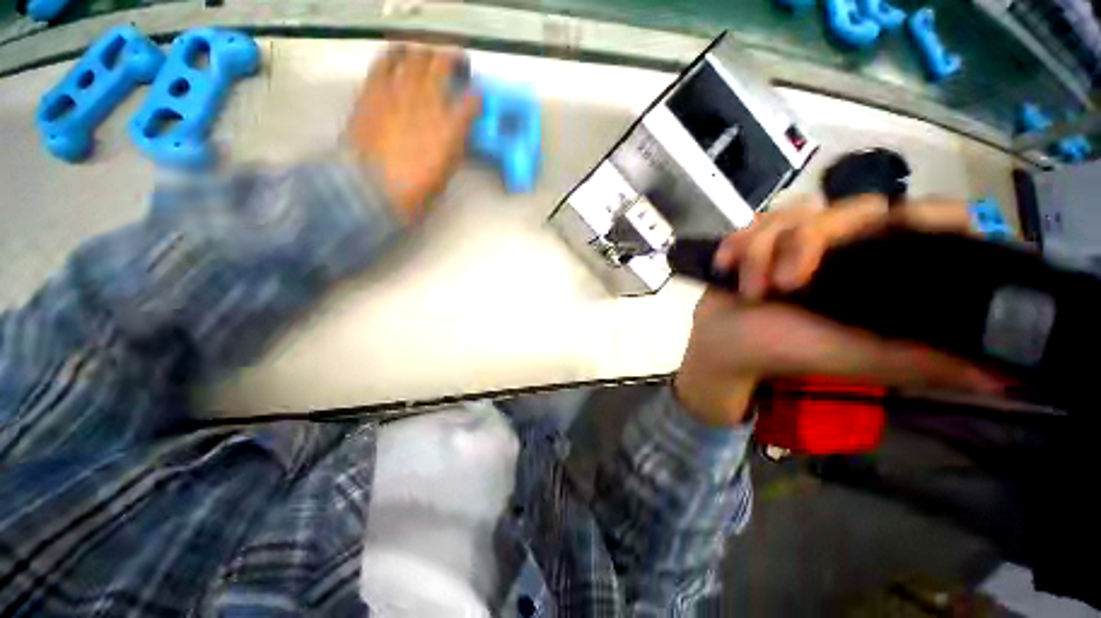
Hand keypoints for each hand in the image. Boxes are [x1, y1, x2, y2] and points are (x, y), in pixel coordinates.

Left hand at [345, 45, 479, 222]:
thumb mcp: (445, 171)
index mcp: (451, 127)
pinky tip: (398, 60)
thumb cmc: (415, 191)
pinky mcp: (373, 89)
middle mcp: (428, 100)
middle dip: (454, 60)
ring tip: (427, 59)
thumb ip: (453, 145)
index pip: (473, 99)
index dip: (476, 97)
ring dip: (426, 53)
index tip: (476, 100)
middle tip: (457, 66)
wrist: (370, 189)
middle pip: (445, 62)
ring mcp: (399, 91)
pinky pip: (385, 60)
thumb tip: (455, 131)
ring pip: (416, 54)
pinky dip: (395, 56)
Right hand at [674, 194, 1003, 426]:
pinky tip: (726, 268)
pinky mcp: (759, 238)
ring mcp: (798, 239)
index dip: (927, 215)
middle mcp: (847, 247)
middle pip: (853, 208)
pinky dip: (737, 245)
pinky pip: (753, 221)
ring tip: (750, 290)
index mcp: (881, 270)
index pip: (930, 220)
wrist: (725, 344)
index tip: (901, 228)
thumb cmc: (787, 351)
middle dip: (808, 243)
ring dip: (761, 252)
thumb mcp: (858, 357)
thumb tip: (1002, 373)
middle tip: (784, 286)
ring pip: (794, 212)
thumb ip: (922, 360)